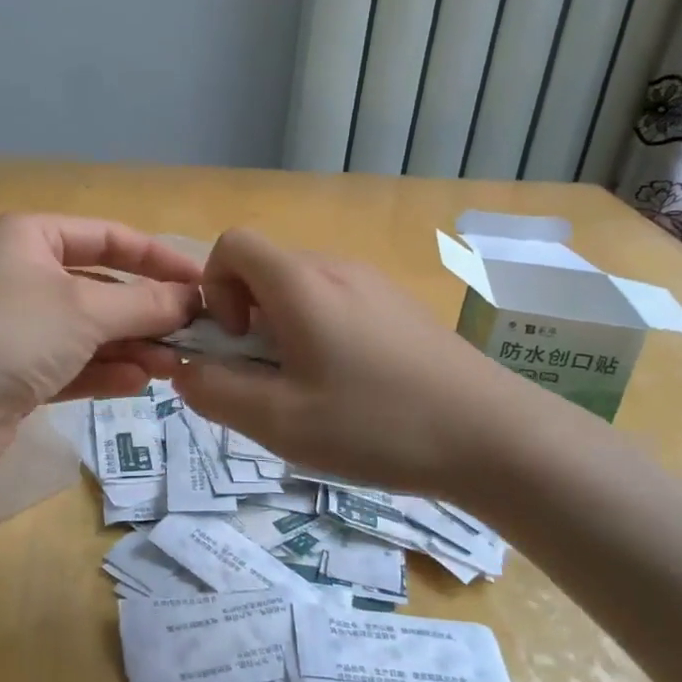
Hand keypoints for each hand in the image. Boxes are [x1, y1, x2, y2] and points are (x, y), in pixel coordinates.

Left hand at [0, 214, 201, 477]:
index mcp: (28, 237)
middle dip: (146, 312)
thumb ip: (145, 303)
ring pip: (87, 329)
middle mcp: (19, 274)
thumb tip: (192, 299)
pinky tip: (139, 382)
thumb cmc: (10, 336)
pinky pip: (69, 362)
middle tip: (193, 336)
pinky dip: (103, 370)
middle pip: (100, 287)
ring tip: (174, 366)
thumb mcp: (85, 311)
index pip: (108, 237)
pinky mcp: (12, 372)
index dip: (158, 259)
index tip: (203, 284)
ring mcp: (14, 326)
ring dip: (131, 345)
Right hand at [174, 228, 544, 496]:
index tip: (236, 340)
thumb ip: (216, 393)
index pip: (233, 244)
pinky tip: (352, 388)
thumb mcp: (280, 422)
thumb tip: (185, 371)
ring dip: (284, 329)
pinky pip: (338, 303)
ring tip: (309, 390)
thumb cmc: (378, 424)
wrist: (495, 436)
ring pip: (302, 290)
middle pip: (266, 270)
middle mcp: (336, 268)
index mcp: (301, 284)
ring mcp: (374, 284)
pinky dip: (320, 333)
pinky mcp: (400, 306)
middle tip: (267, 379)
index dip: (214, 286)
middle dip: (247, 318)